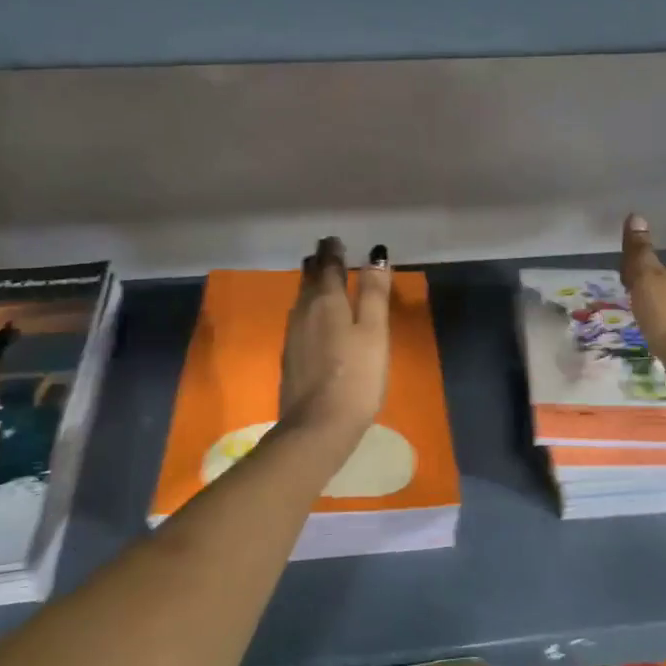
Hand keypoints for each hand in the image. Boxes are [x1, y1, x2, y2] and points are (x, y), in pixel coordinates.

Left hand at [278, 237, 391, 440]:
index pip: (328, 266)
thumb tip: (375, 254)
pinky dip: (307, 308)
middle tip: (324, 252)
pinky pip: (298, 320)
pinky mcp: (290, 357)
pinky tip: (311, 318)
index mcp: (326, 301)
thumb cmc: (356, 377)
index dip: (333, 251)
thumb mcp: (374, 332)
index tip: (334, 239)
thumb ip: (374, 293)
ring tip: (317, 277)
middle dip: (318, 264)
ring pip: (301, 300)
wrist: (317, 426)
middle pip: (309, 281)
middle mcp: (304, 312)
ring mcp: (293, 336)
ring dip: (310, 285)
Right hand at [620, 214, 665, 411]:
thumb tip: (636, 215)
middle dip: (647, 293)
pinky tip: (652, 343)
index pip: (654, 269)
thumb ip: (639, 253)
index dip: (637, 272)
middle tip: (626, 300)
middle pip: (662, 290)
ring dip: (655, 315)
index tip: (622, 281)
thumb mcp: (646, 279)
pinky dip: (661, 335)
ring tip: (636, 322)